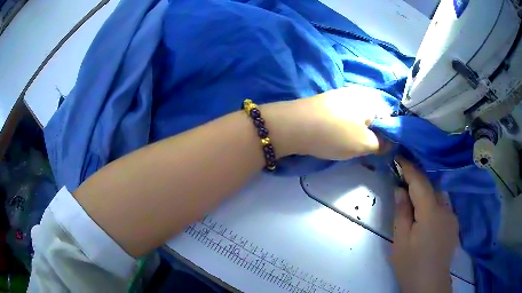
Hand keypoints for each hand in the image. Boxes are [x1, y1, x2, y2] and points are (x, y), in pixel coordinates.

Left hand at [264, 85, 390, 159]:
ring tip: (349, 145)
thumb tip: (390, 143)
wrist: (293, 126)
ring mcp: (339, 96)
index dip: (389, 135)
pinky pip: (343, 117)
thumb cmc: (335, 134)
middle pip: (373, 117)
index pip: (389, 116)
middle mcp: (357, 93)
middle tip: (365, 149)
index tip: (382, 149)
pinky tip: (336, 137)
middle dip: (371, 134)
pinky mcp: (326, 103)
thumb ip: (381, 144)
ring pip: (357, 118)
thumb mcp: (364, 144)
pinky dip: (344, 128)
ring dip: (357, 132)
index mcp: (370, 99)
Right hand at [391, 157, 458, 292]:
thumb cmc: (411, 264)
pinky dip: (433, 207)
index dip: (409, 168)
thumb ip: (401, 212)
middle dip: (417, 184)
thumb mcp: (400, 240)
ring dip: (426, 196)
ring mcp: (452, 217)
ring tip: (414, 206)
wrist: (429, 285)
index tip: (399, 157)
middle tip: (403, 186)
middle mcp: (446, 209)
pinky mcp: (454, 226)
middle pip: (431, 188)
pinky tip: (426, 221)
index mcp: (431, 212)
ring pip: (438, 198)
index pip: (420, 182)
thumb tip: (400, 189)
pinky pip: (443, 209)